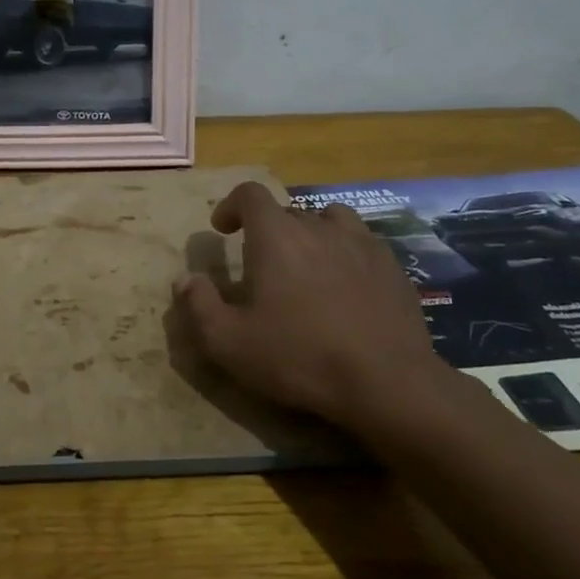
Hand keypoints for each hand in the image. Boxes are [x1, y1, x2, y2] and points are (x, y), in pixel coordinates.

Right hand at [173, 181, 445, 427]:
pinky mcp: (393, 268)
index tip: (222, 229)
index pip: (250, 194)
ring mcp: (362, 245)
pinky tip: (345, 285)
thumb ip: (198, 305)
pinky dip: (345, 253)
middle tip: (261, 264)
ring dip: (311, 233)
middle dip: (268, 229)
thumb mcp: (228, 342)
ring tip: (306, 263)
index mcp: (276, 236)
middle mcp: (318, 227)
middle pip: (287, 211)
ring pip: (330, 220)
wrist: (387, 384)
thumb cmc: (299, 357)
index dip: (231, 205)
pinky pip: (362, 244)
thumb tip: (185, 279)